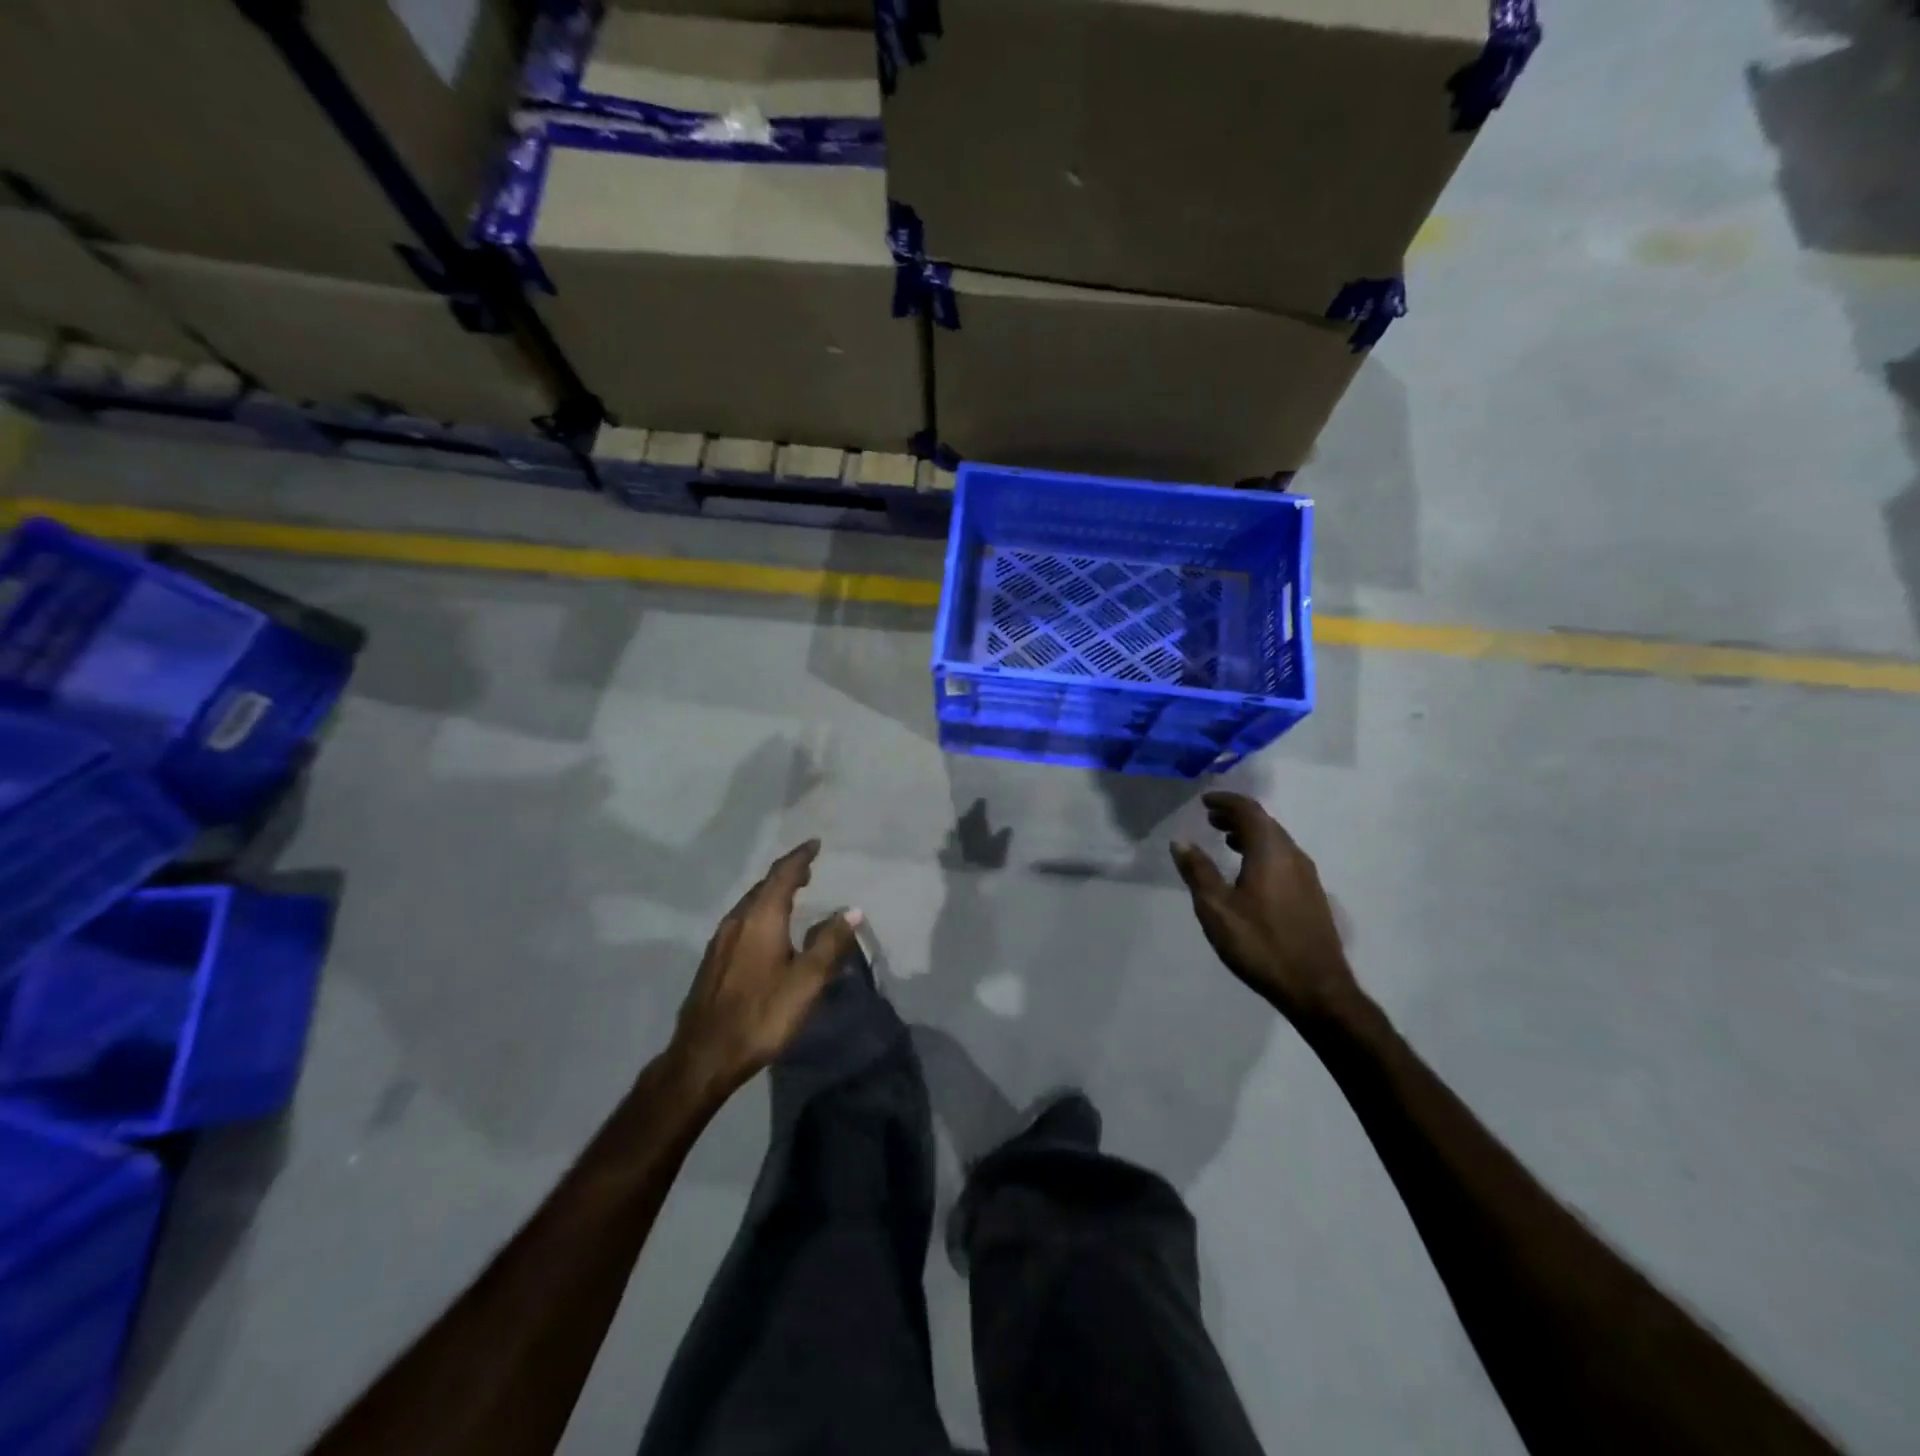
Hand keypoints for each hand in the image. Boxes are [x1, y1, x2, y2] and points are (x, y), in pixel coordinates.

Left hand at [670, 840, 860, 1095]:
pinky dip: (761, 912)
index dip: (800, 857)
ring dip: (772, 893)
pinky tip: (767, 930)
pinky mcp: (713, 961)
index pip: (782, 875)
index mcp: (761, 918)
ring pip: (750, 904)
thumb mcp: (807, 981)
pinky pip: (742, 921)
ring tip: (792, 894)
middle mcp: (737, 921)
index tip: (815, 844)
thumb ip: (830, 943)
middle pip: (763, 886)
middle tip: (808, 869)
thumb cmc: (762, 1014)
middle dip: (787, 874)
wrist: (704, 1055)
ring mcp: (720, 941)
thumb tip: (852, 910)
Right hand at [1171, 792, 1358, 1026]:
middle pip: (1265, 823)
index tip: (1205, 802)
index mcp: (1271, 852)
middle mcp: (1293, 856)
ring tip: (1225, 843)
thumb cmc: (1261, 944)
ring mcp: (1307, 876)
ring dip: (1250, 835)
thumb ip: (1198, 872)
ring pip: (1276, 841)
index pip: (1249, 811)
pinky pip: (1283, 858)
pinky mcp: (1312, 895)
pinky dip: (1262, 852)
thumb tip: (1180, 842)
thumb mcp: (1217, 909)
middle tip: (1210, 820)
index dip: (1226, 802)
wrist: (1316, 988)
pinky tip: (1248, 873)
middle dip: (1237, 817)